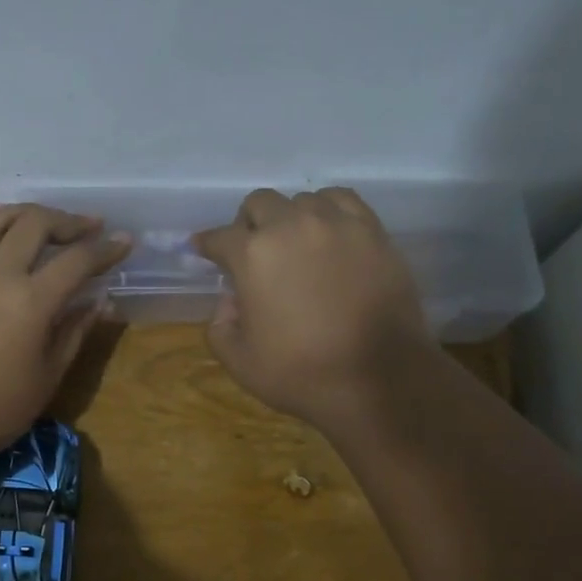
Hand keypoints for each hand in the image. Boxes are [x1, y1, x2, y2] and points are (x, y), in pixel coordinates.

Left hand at [0, 204, 128, 447]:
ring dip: (29, 214)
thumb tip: (99, 303)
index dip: (105, 249)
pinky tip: (12, 245)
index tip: (125, 242)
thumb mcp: (47, 376)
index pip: (77, 260)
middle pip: (35, 223)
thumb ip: (74, 332)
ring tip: (49, 223)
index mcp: (30, 300)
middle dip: (69, 221)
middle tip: (90, 228)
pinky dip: (1, 230)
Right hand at [193, 188, 436, 431]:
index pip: (218, 237)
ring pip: (301, 200)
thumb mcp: (239, 362)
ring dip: (290, 218)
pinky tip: (329, 233)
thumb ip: (220, 325)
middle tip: (253, 253)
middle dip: (248, 225)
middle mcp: (291, 226)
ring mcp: (336, 224)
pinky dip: (328, 211)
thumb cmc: (302, 374)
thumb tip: (230, 299)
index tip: (203, 250)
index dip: (206, 245)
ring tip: (296, 246)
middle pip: (258, 204)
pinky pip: (343, 201)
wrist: (378, 380)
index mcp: (252, 255)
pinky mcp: (372, 230)